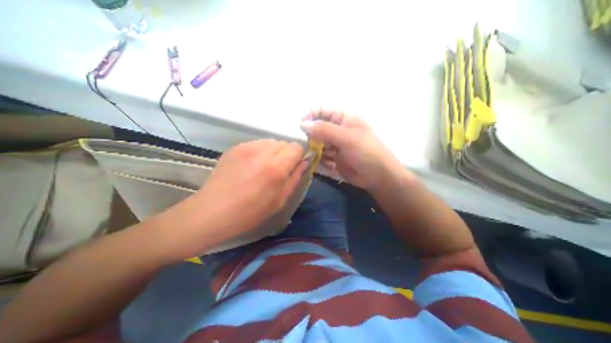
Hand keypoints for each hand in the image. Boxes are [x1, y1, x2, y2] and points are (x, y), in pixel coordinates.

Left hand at [192, 139, 305, 245]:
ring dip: (273, 152)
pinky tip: (251, 166)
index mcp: (276, 167)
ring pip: (270, 141)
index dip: (299, 156)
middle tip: (279, 170)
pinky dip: (260, 152)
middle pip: (284, 142)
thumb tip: (305, 162)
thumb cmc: (250, 212)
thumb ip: (295, 177)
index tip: (294, 166)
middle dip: (286, 154)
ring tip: (264, 167)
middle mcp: (262, 152)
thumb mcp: (280, 200)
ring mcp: (246, 147)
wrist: (213, 212)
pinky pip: (256, 144)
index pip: (297, 147)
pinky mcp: (235, 147)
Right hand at [300, 109, 401, 189]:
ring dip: (318, 151)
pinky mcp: (334, 158)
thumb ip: (324, 130)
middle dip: (314, 137)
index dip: (311, 115)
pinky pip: (322, 157)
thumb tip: (302, 124)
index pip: (323, 111)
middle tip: (314, 146)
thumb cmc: (366, 152)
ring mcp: (336, 145)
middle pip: (318, 129)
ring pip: (318, 144)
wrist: (378, 176)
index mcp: (343, 119)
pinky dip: (324, 161)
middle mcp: (338, 131)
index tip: (301, 124)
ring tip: (327, 157)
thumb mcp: (346, 138)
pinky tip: (333, 165)